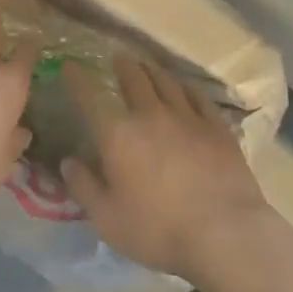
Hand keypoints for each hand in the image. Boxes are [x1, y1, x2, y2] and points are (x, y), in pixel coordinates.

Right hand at [62, 57, 273, 283]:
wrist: (224, 233)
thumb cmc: (158, 229)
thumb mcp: (107, 218)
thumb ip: (84, 187)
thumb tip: (67, 161)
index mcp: (117, 134)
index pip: (90, 97)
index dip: (77, 78)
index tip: (70, 64)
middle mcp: (150, 115)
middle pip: (135, 79)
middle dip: (123, 66)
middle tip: (118, 58)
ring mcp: (187, 118)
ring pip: (166, 82)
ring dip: (153, 70)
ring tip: (147, 65)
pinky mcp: (217, 128)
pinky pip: (198, 97)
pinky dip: (186, 87)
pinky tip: (184, 87)